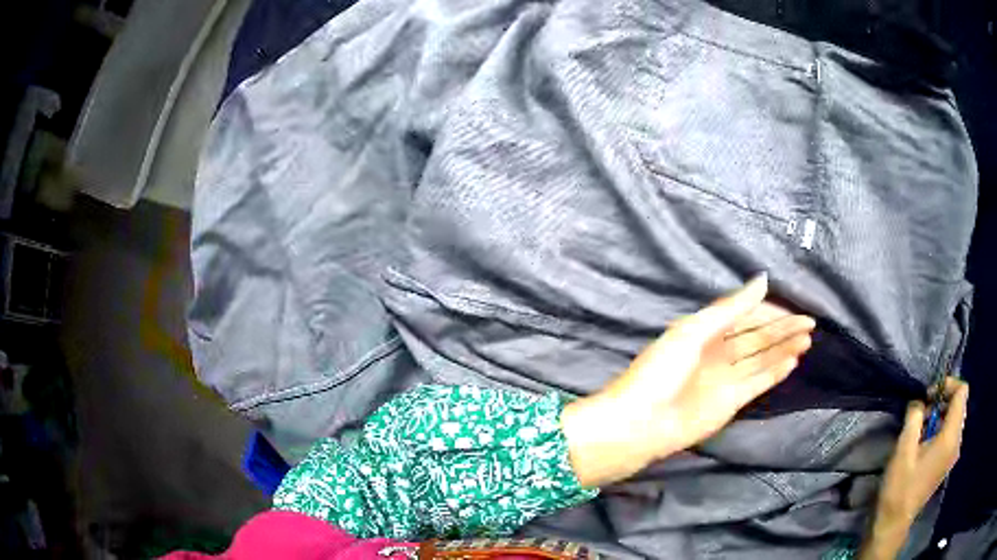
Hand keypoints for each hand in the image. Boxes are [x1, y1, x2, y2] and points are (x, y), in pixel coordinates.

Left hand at [562, 274, 815, 487]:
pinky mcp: (731, 402)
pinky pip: (758, 382)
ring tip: (808, 339)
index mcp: (704, 331)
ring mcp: (725, 378)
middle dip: (783, 329)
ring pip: (761, 359)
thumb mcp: (694, 330)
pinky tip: (793, 361)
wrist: (643, 422)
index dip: (769, 312)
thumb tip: (763, 280)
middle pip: (757, 337)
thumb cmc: (662, 370)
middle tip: (810, 322)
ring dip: (784, 349)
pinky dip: (775, 372)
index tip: (793, 309)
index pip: (744, 316)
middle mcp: (718, 352)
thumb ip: (731, 307)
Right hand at [859, 377, 968, 559]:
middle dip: (943, 401)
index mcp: (951, 436)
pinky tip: (924, 443)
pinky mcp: (947, 463)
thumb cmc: (899, 486)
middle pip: (959, 404)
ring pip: (955, 419)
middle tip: (922, 412)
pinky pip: (951, 434)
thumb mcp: (903, 448)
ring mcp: (953, 455)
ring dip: (941, 415)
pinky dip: (941, 429)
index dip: (948, 385)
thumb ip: (914, 416)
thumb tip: (918, 401)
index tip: (929, 395)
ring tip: (921, 428)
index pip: (962, 391)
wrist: (893, 523)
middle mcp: (957, 442)